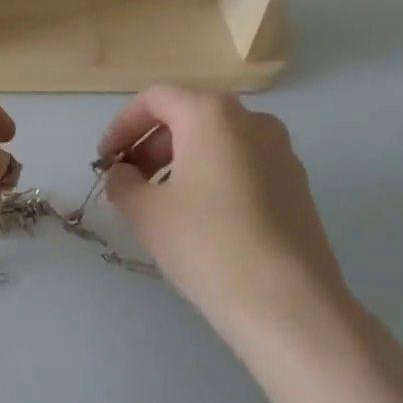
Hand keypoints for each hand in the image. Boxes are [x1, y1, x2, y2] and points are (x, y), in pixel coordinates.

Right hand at [98, 87, 356, 345]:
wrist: (287, 302)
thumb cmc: (206, 244)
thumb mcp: (144, 212)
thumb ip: (122, 182)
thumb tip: (123, 174)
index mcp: (212, 114)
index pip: (155, 99)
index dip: (122, 126)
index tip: (106, 161)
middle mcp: (252, 121)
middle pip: (189, 116)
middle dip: (150, 145)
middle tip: (129, 183)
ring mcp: (282, 152)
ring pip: (217, 142)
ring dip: (180, 162)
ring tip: (161, 204)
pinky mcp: (297, 185)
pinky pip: (242, 165)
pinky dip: (212, 178)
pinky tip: (200, 220)